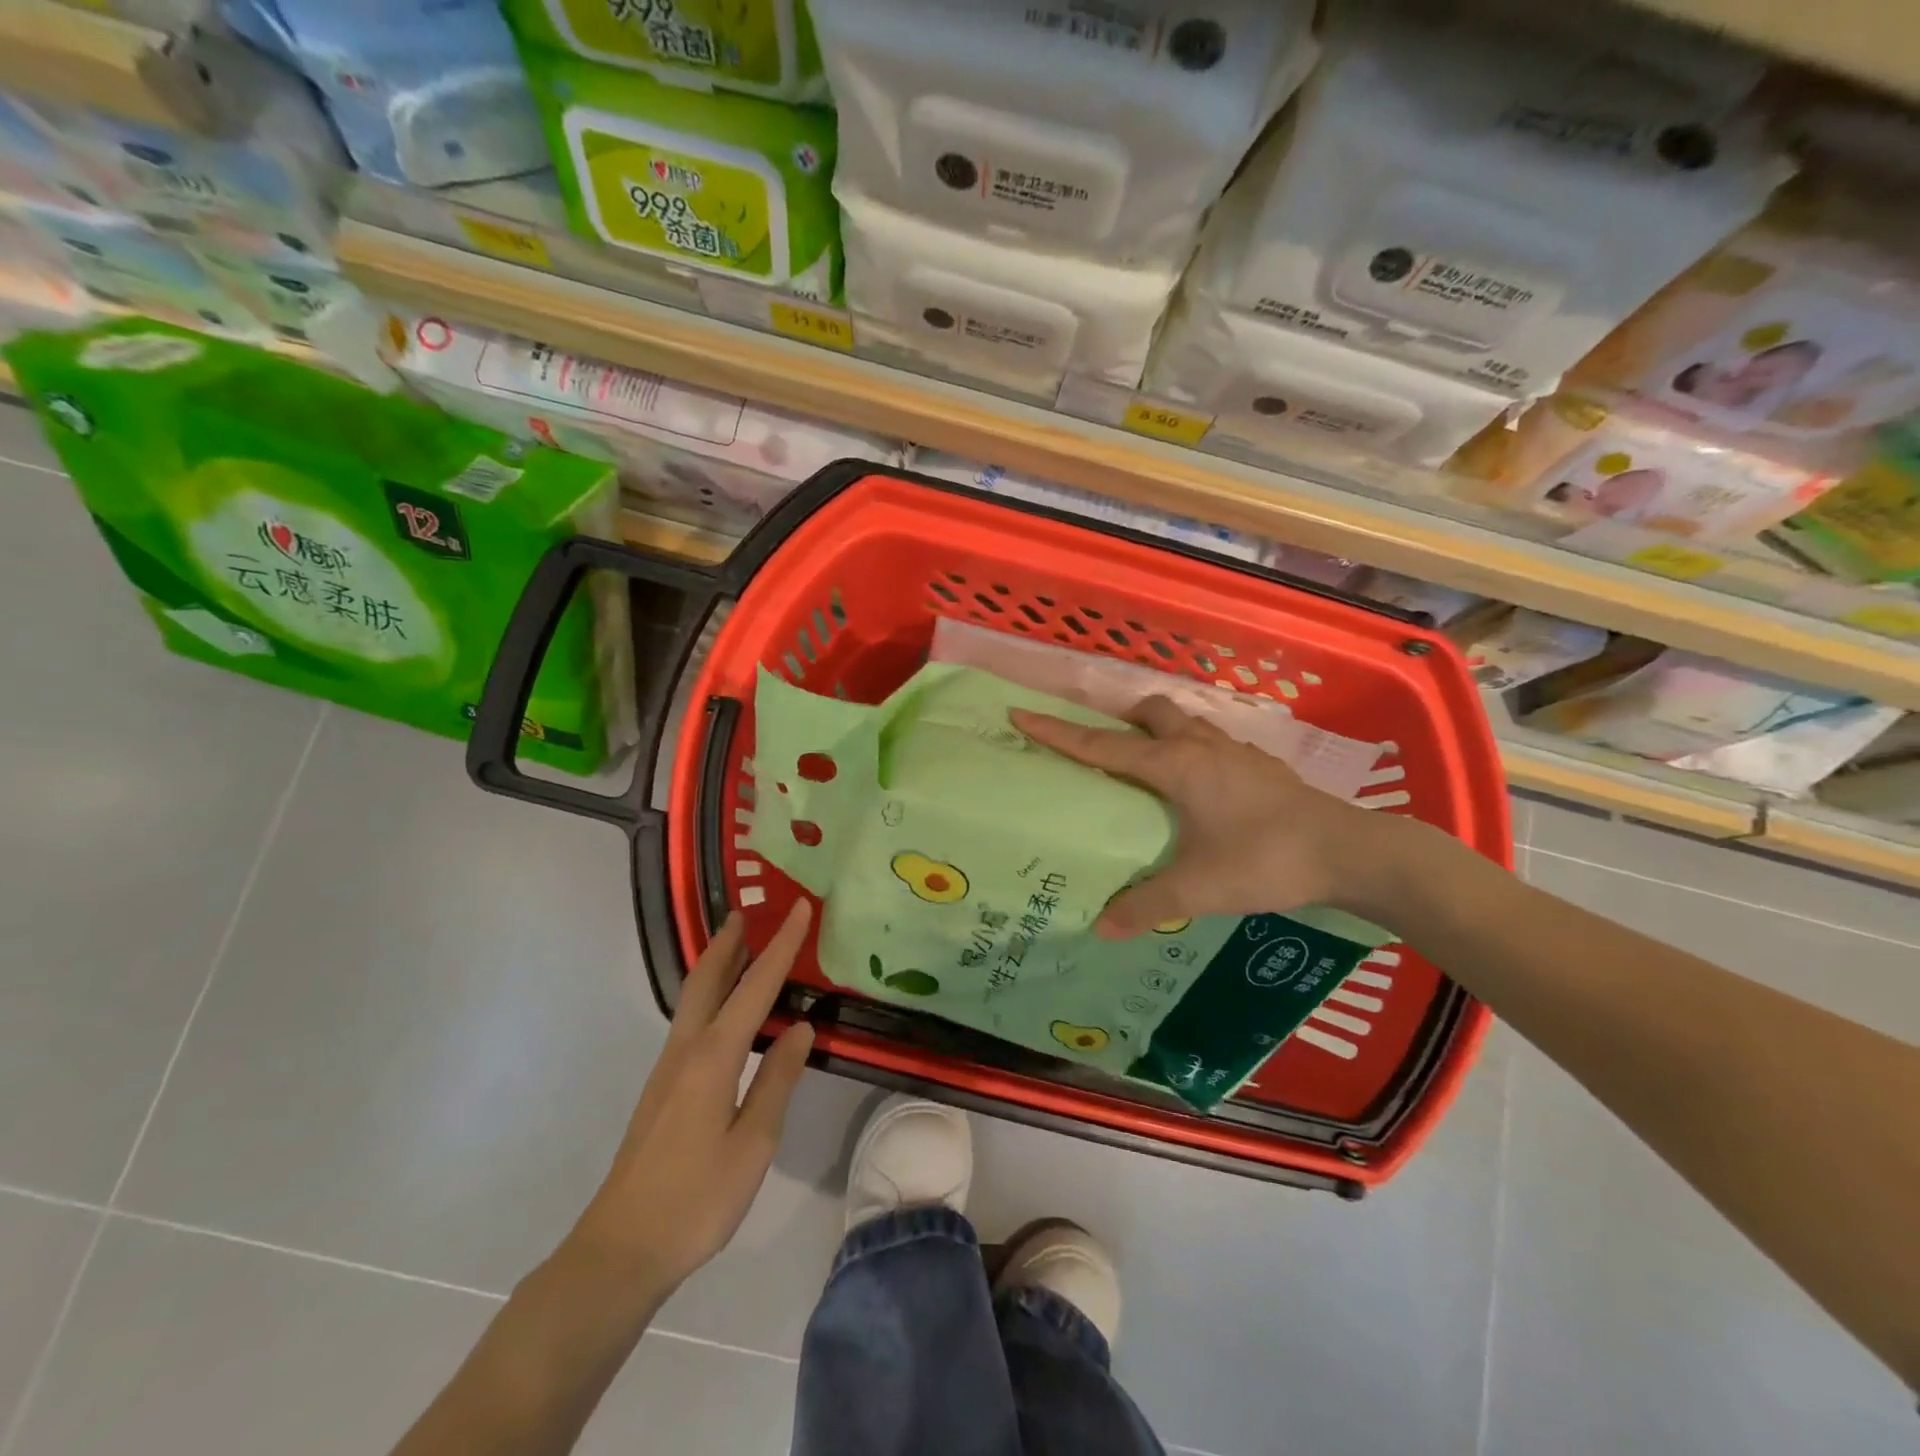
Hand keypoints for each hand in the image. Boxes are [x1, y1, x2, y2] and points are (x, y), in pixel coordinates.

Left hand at [566, 903, 815, 1293]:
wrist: (621, 1250)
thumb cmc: (696, 1199)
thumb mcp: (754, 1143)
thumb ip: (778, 1079)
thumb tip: (801, 1027)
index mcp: (714, 1057)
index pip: (756, 987)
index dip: (781, 946)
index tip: (801, 908)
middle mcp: (686, 1049)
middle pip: (708, 979)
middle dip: (731, 942)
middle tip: (750, 911)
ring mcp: (668, 1068)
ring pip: (695, 998)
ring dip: (718, 964)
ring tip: (741, 945)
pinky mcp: (663, 1088)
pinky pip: (692, 1020)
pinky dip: (711, 994)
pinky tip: (726, 1009)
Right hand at [1010, 697, 1391, 936]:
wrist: (1350, 851)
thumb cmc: (1266, 859)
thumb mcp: (1199, 888)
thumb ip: (1147, 905)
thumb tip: (1101, 928)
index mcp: (1176, 766)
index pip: (1102, 746)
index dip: (1058, 732)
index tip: (1021, 713)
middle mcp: (1201, 747)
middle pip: (1151, 712)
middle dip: (1121, 719)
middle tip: (1105, 745)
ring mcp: (1236, 752)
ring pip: (1187, 722)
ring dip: (1160, 730)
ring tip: (1150, 763)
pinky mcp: (1262, 766)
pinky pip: (1214, 743)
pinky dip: (1194, 750)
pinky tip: (1204, 787)